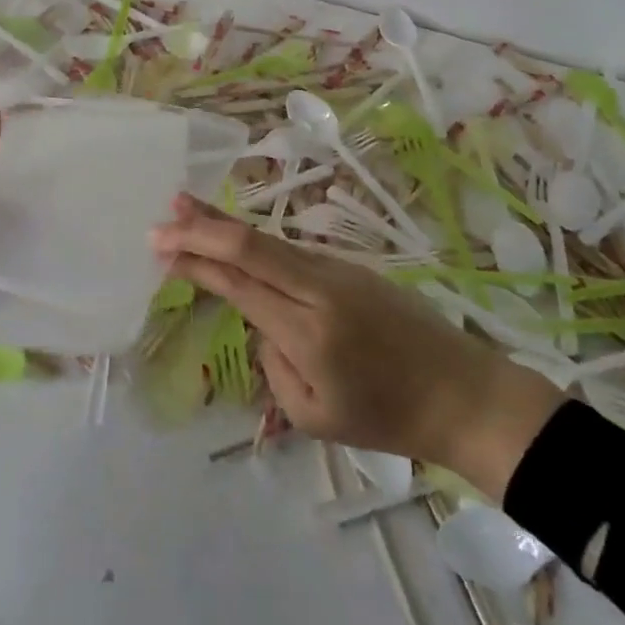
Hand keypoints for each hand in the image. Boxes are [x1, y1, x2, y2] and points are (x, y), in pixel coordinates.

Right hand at [150, 195, 562, 501]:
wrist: (464, 392)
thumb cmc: (390, 418)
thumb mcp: (317, 417)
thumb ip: (275, 366)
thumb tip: (264, 324)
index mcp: (309, 333)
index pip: (239, 284)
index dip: (196, 262)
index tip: (160, 248)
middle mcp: (320, 289)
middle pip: (250, 246)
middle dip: (201, 228)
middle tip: (162, 215)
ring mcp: (338, 271)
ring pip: (269, 240)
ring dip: (224, 224)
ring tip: (186, 206)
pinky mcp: (350, 267)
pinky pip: (290, 251)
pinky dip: (253, 240)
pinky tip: (234, 237)